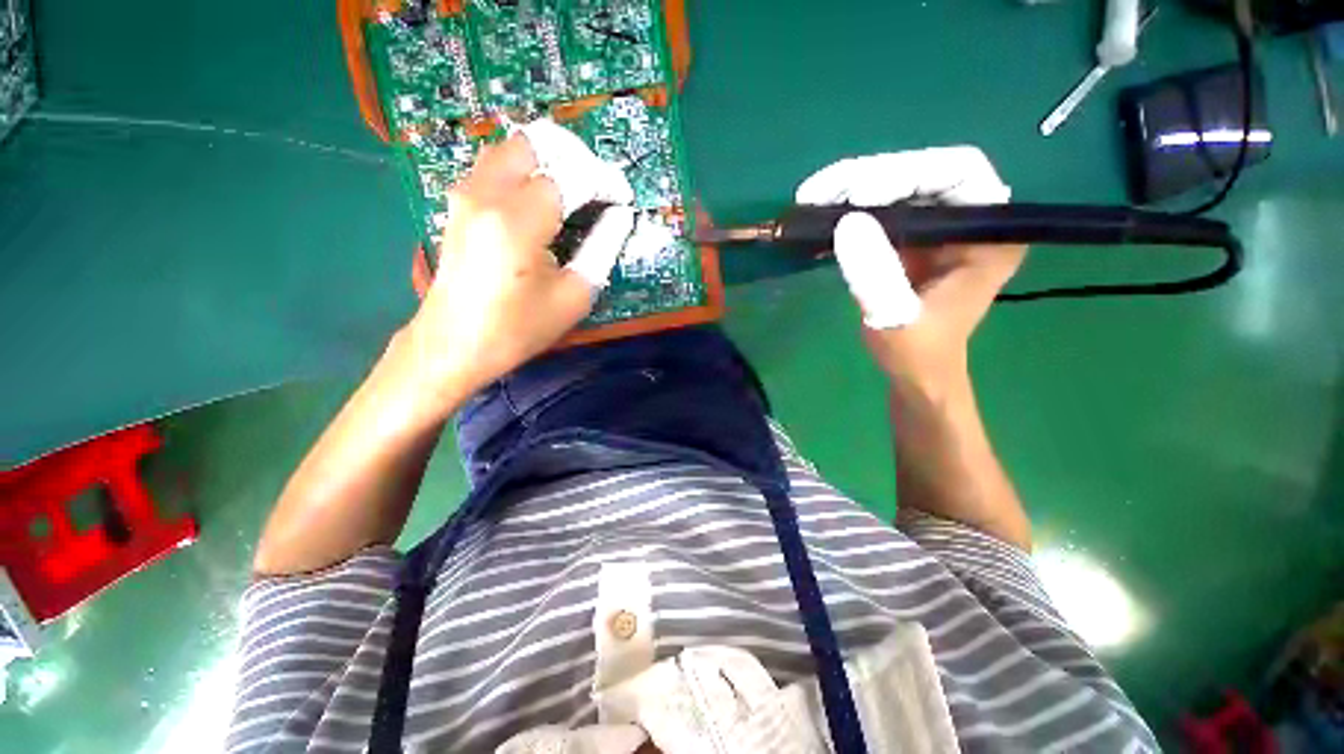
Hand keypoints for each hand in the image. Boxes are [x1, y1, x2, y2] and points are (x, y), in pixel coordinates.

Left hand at [402, 119, 634, 407]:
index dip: (604, 181)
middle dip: (576, 157)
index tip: (622, 199)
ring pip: (514, 147)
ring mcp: (466, 193)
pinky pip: (497, 164)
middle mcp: (487, 193)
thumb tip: (620, 216)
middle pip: (537, 142)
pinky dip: (527, 168)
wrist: (454, 344)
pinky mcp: (459, 202)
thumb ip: (602, 248)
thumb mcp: (574, 296)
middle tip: (598, 188)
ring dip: (550, 159)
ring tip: (576, 190)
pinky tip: (544, 197)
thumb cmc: (518, 329)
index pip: (572, 175)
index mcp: (519, 221)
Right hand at [795, 147, 1026, 388]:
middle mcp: (970, 219)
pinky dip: (848, 209)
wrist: (916, 373)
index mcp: (990, 234)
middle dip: (868, 177)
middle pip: (922, 173)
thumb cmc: (917, 353)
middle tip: (818, 192)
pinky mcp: (912, 239)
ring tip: (811, 199)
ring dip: (851, 189)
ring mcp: (939, 227)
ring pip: (897, 186)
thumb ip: (876, 275)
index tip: (858, 196)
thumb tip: (846, 222)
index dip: (907, 173)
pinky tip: (819, 216)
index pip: (958, 172)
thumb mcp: (896, 318)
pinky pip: (881, 210)